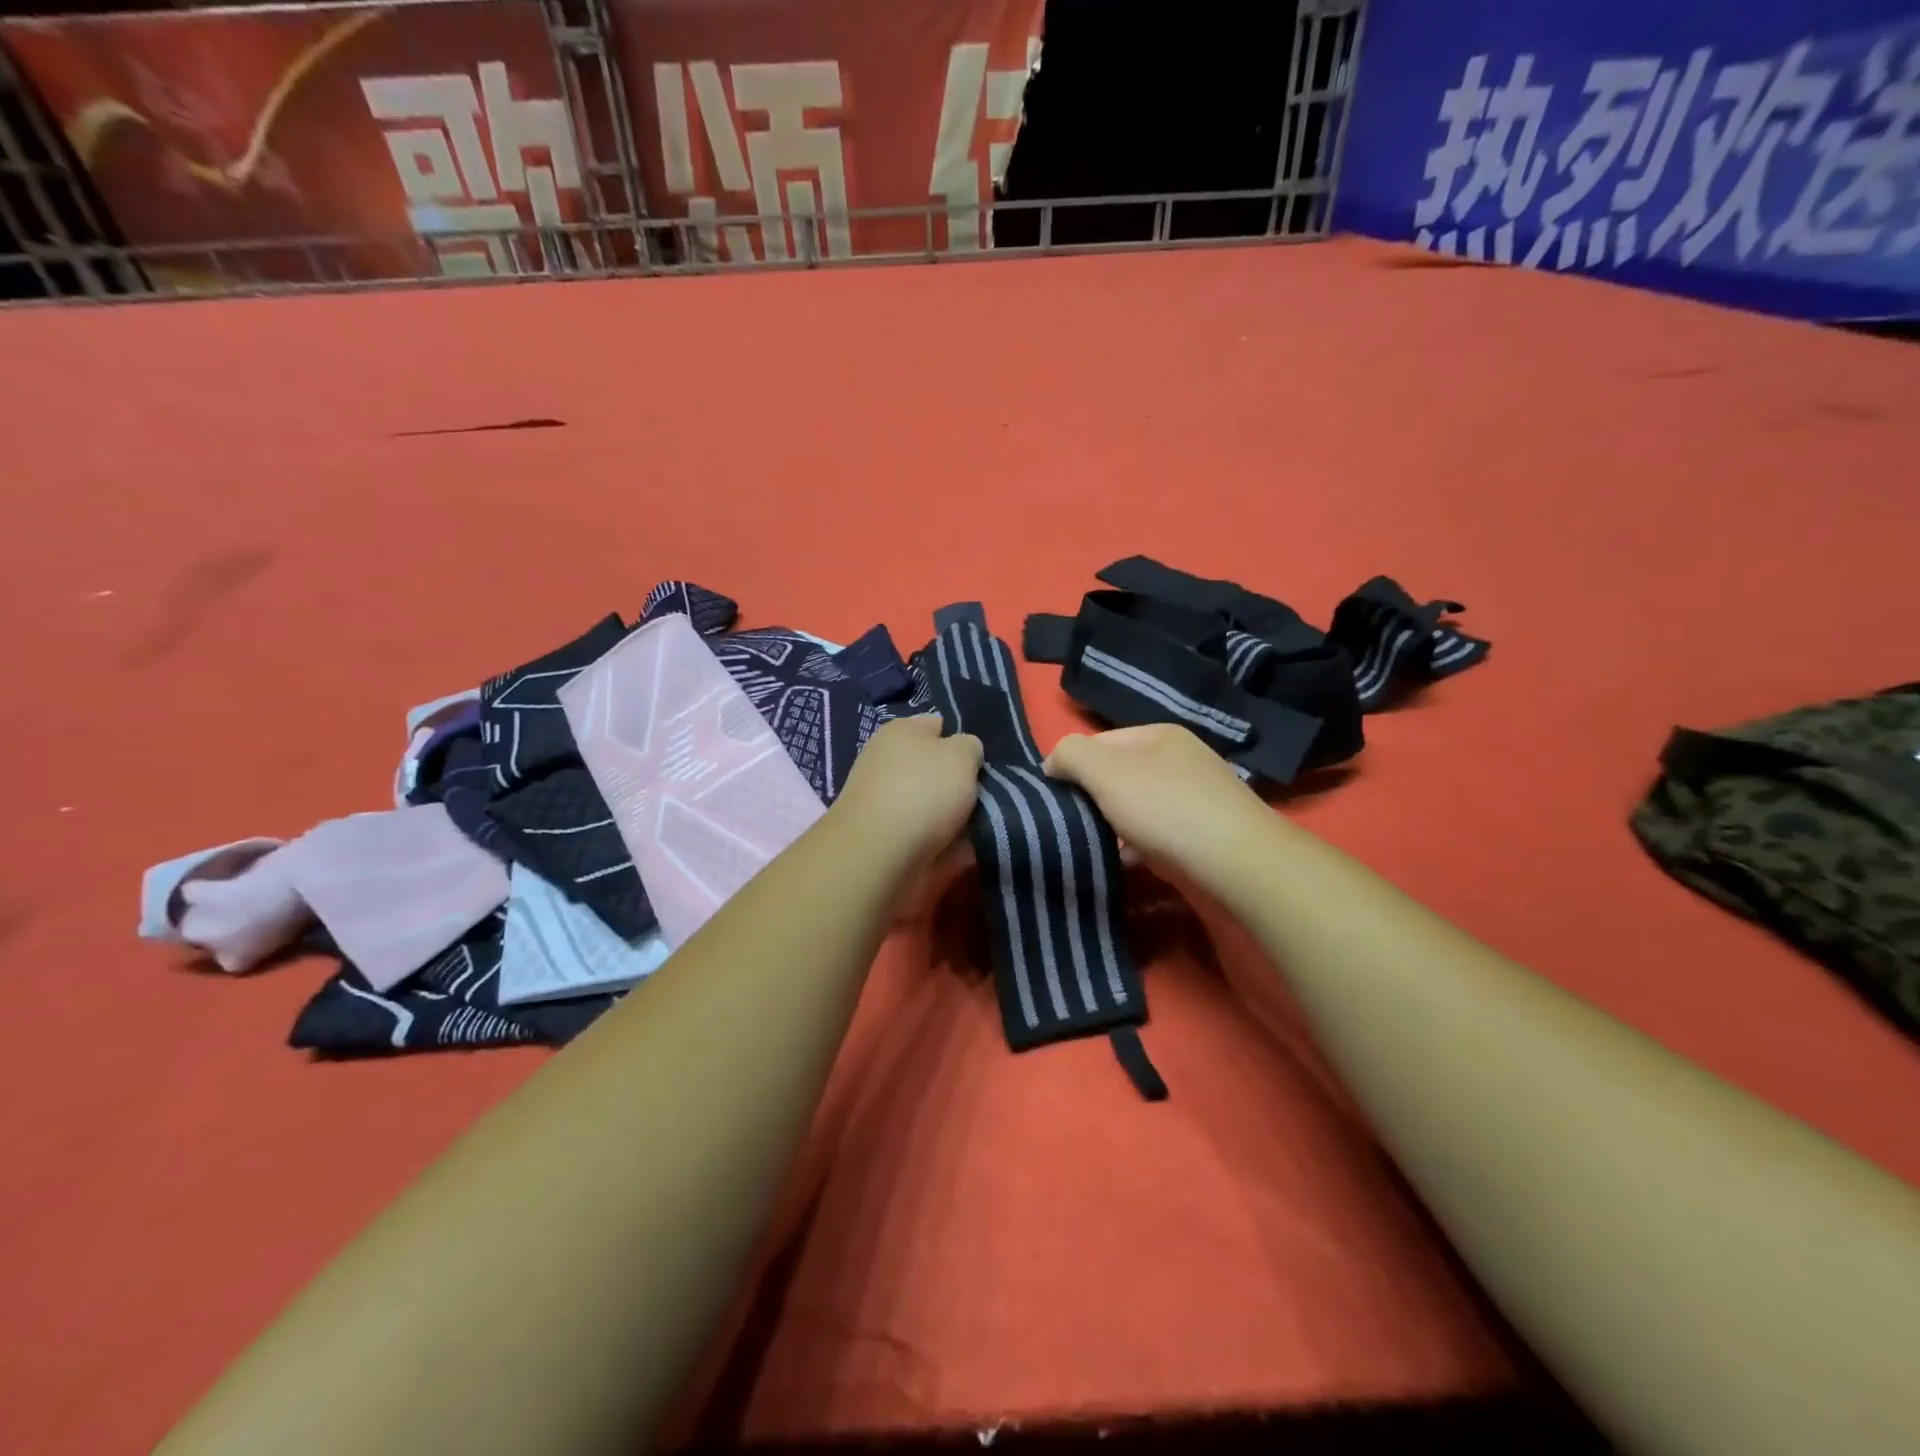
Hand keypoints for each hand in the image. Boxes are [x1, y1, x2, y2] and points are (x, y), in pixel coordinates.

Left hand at [832, 715, 982, 867]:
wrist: (881, 856)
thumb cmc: (922, 791)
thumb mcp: (961, 753)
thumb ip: (970, 747)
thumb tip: (965, 752)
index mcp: (901, 733)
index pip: (937, 725)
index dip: (963, 739)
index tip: (985, 759)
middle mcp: (891, 764)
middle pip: (939, 769)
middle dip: (965, 781)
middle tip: (994, 792)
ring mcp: (890, 805)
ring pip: (939, 805)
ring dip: (963, 816)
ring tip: (991, 822)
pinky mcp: (894, 841)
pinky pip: (935, 837)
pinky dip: (953, 844)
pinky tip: (974, 848)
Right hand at [1044, 723, 1269, 878]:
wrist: (1237, 861)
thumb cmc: (1165, 808)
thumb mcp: (1105, 771)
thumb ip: (1071, 755)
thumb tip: (1052, 763)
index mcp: (1158, 734)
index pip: (1098, 742)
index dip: (1071, 766)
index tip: (1054, 798)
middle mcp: (1180, 758)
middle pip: (1118, 774)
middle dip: (1093, 797)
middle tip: (1073, 823)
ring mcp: (1196, 795)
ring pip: (1137, 805)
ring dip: (1114, 824)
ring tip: (1096, 845)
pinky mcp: (1205, 831)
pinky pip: (1158, 833)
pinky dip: (1138, 845)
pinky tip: (1127, 861)